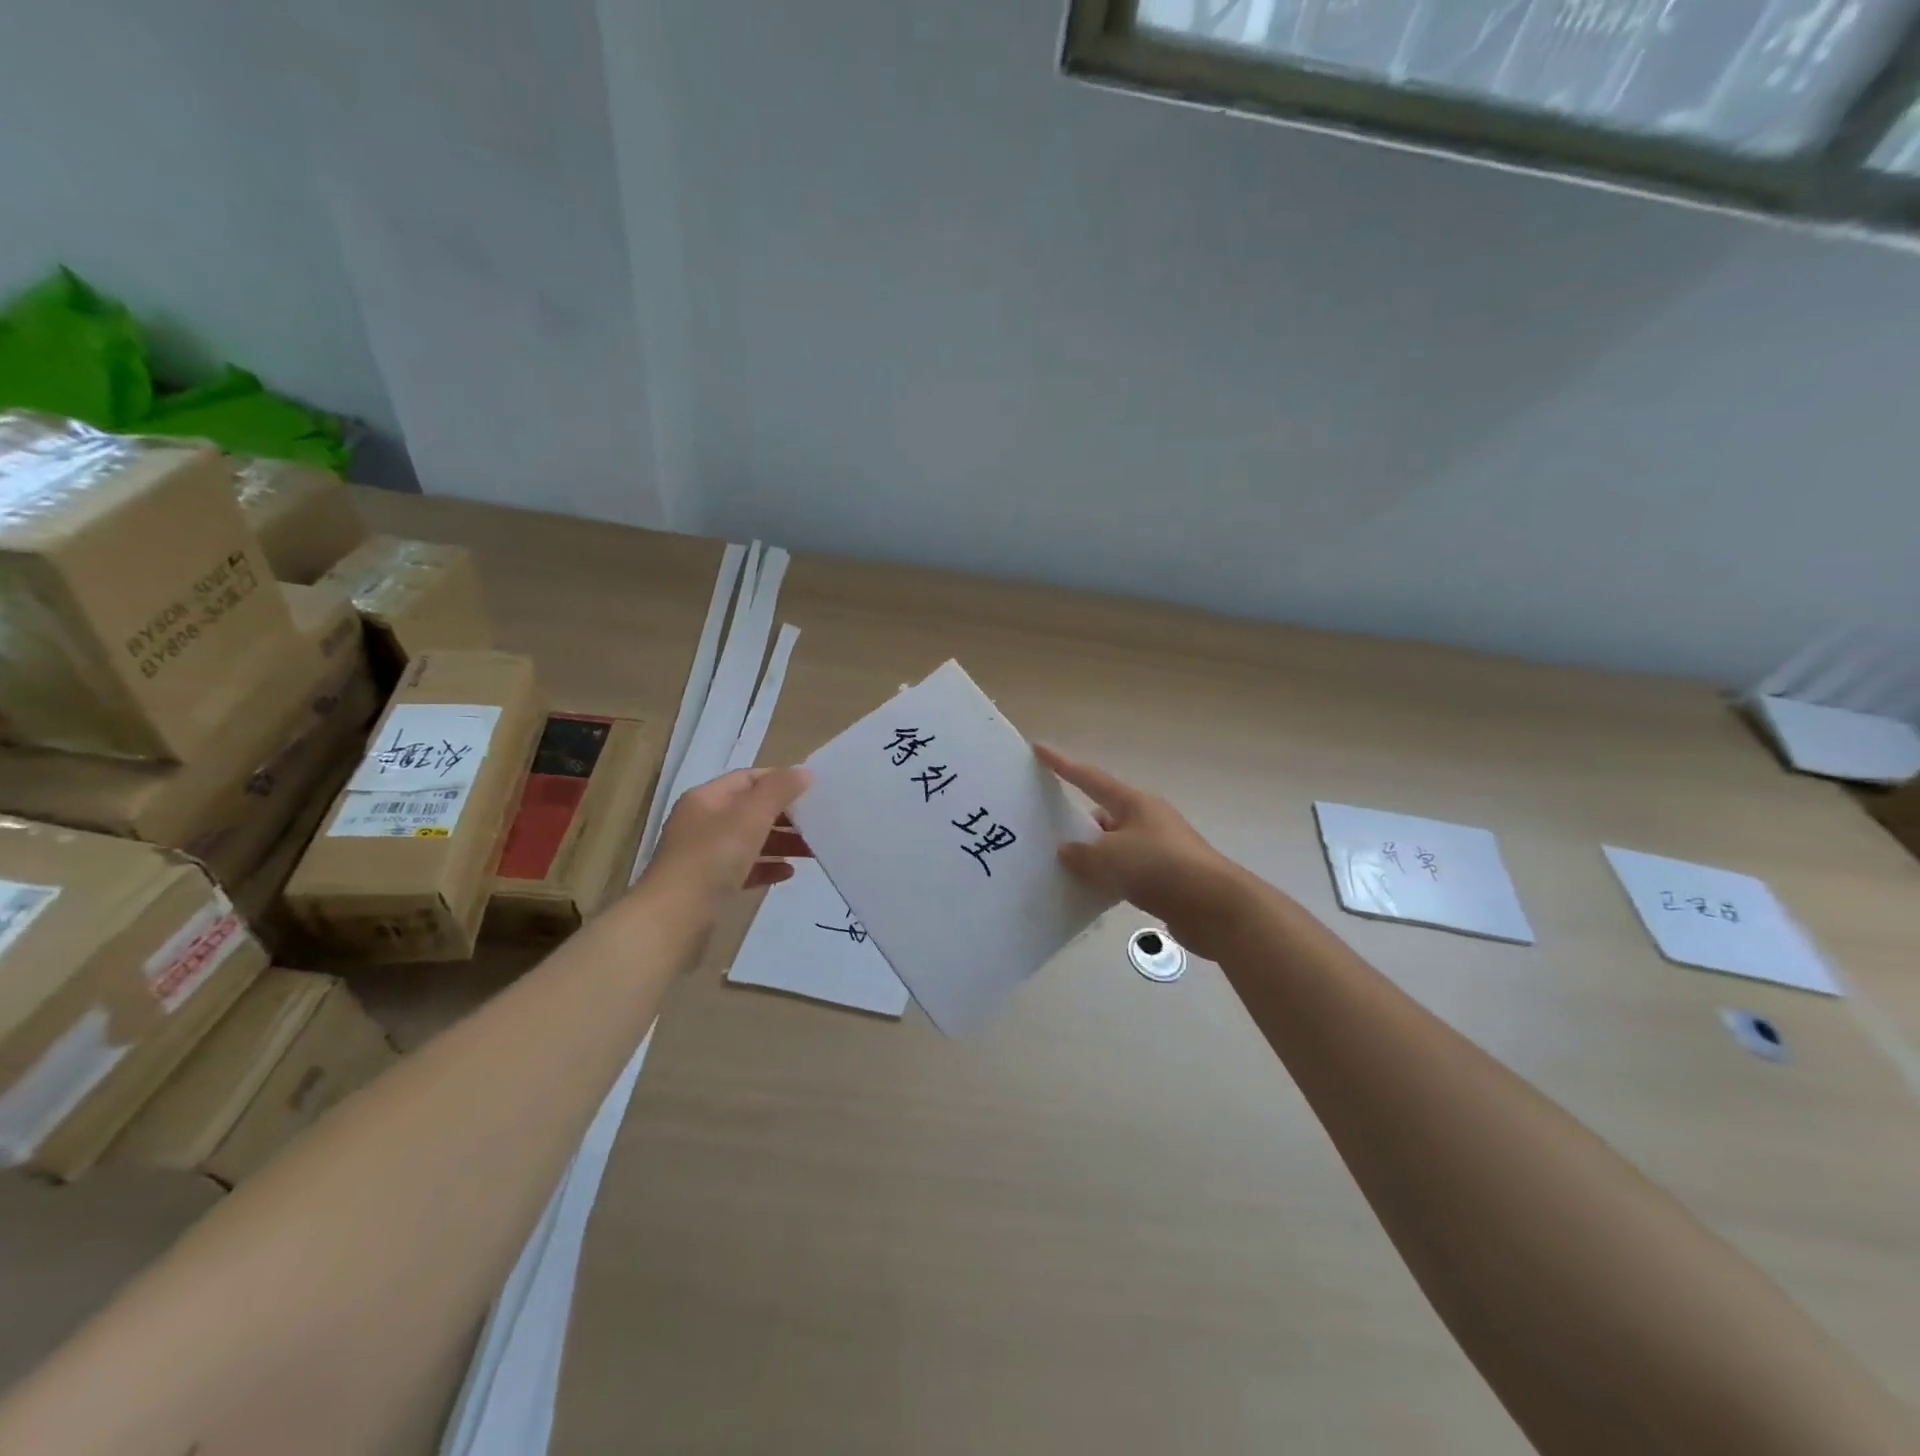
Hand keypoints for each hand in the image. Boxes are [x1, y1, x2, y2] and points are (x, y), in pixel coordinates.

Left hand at [644, 766, 812, 911]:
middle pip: (750, 810)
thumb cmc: (712, 858)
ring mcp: (704, 856)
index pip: (747, 779)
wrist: (674, 920)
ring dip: (780, 842)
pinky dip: (766, 868)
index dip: (779, 780)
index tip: (812, 790)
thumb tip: (804, 772)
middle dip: (784, 815)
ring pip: (749, 841)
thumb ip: (778, 791)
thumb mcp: (750, 816)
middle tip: (817, 821)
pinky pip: (744, 869)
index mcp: (706, 799)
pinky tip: (788, 873)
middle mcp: (702, 823)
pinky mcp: (709, 886)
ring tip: (811, 850)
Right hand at [1035, 744, 1247, 960]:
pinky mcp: (1165, 878)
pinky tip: (1091, 893)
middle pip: (1102, 815)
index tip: (1039, 749)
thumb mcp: (1110, 858)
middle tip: (1044, 835)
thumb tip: (1067, 851)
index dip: (1062, 764)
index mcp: (1134, 803)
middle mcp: (1147, 820)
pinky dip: (1108, 879)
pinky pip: (1126, 872)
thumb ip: (1081, 854)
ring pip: (1113, 847)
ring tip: (1062, 870)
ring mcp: (1158, 849)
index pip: (1089, 778)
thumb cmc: (1160, 868)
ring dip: (1093, 857)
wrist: (1215, 907)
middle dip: (1076, 825)